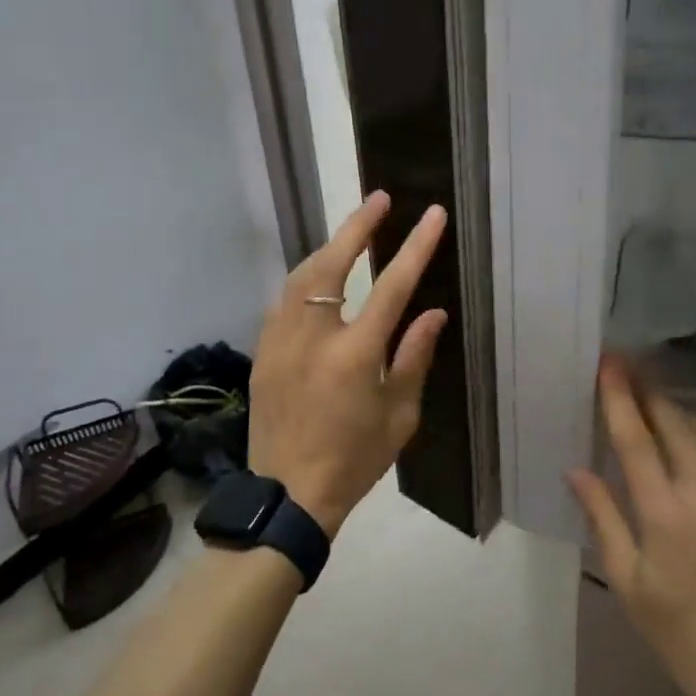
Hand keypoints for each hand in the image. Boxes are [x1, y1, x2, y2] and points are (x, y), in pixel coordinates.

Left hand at [248, 191, 447, 536]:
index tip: (433, 215)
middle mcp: (312, 336)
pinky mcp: (262, 351)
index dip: (415, 246)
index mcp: (354, 354)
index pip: (392, 286)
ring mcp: (280, 341)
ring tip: (352, 233)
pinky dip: (305, 280)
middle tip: (380, 199)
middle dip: (358, 225)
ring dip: (328, 248)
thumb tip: (433, 312)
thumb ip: (414, 356)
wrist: (288, 495)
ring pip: (300, 276)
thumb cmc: (354, 459)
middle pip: (332, 263)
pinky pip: (284, 300)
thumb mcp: (399, 414)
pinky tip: (319, 278)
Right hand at [568, 357, 695, 695]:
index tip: (608, 363)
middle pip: (675, 423)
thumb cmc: (676, 630)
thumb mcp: (626, 579)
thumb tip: (576, 471)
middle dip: (649, 391)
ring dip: (679, 409)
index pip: (636, 438)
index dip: (619, 396)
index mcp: (665, 512)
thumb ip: (602, 517)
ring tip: (656, 399)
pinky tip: (691, 437)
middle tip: (628, 368)